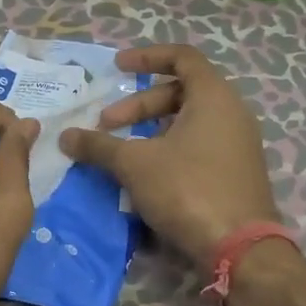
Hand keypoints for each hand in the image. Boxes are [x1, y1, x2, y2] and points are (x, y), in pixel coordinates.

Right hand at [58, 44, 280, 268]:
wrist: (240, 249)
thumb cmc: (188, 189)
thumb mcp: (135, 164)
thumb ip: (99, 145)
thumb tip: (65, 137)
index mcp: (214, 96)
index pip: (182, 57)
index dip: (147, 57)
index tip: (117, 68)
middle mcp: (232, 113)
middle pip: (181, 92)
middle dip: (139, 105)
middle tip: (107, 125)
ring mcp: (238, 144)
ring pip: (189, 122)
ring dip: (152, 130)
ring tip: (123, 152)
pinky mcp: (237, 172)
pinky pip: (200, 145)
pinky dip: (171, 148)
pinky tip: (148, 174)